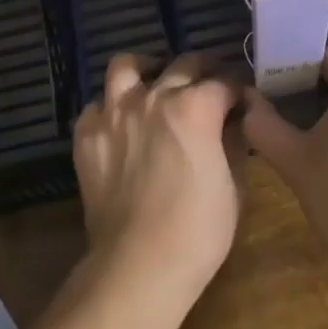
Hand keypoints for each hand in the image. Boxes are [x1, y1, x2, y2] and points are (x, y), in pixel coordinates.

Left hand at [72, 52, 244, 320]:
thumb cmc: (198, 231)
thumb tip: (234, 123)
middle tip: (206, 87)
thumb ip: (233, 144)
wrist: (138, 264)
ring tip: (153, 83)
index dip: (236, 91)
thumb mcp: (234, 187)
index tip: (240, 101)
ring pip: (126, 65)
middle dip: (201, 71)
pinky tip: (120, 125)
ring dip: (145, 70)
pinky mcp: (87, 134)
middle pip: (182, 64)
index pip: (223, 83)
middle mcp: (154, 96)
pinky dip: (110, 109)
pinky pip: (96, 106)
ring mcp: (115, 112)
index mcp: (196, 106)